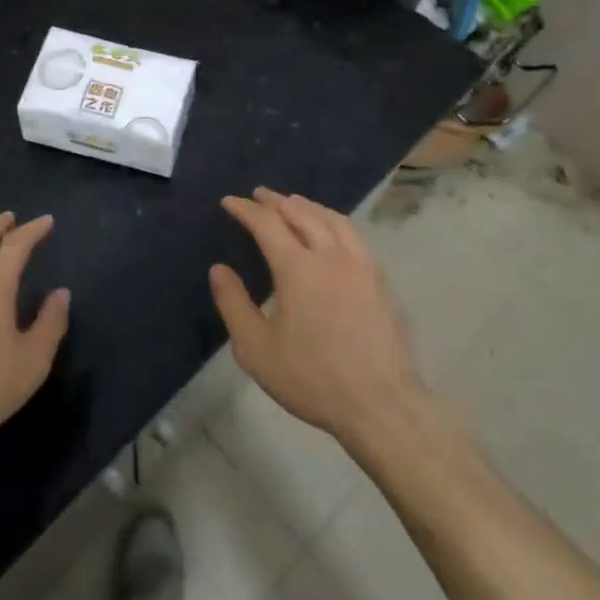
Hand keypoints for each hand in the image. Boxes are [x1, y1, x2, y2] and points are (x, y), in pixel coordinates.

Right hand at [210, 188, 429, 449]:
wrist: (381, 405)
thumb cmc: (312, 378)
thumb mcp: (257, 349)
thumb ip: (234, 304)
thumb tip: (218, 269)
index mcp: (298, 268)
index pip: (267, 223)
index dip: (246, 209)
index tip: (229, 201)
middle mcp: (330, 256)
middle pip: (301, 213)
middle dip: (276, 201)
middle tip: (259, 195)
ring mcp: (361, 266)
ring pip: (332, 220)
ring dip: (308, 206)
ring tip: (294, 203)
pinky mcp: (380, 282)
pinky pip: (353, 236)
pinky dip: (333, 221)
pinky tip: (331, 231)